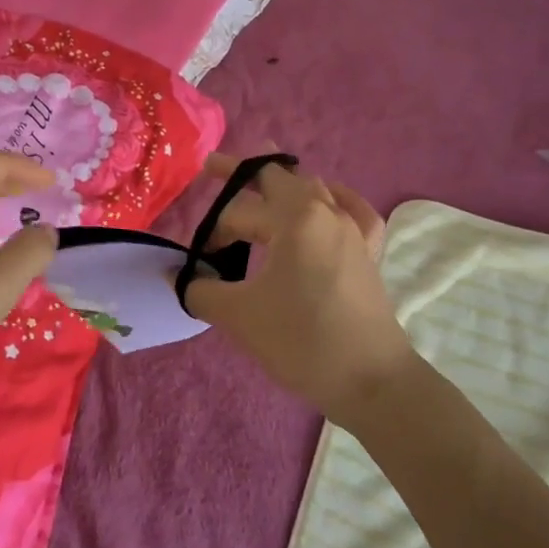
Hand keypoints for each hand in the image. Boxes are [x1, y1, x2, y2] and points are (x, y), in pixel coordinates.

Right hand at [184, 156, 413, 429]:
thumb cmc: (302, 341)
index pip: (238, 212)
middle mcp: (325, 211)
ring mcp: (353, 229)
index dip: (213, 232)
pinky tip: (330, 201)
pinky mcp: (369, 252)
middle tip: (213, 166)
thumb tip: (177, 277)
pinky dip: (335, 199)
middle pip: (278, 178)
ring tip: (263, 179)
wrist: (371, 382)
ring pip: (313, 189)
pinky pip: (353, 210)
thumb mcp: (239, 316)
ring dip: (283, 184)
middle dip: (242, 171)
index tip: (198, 259)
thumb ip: (200, 289)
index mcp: (294, 217)